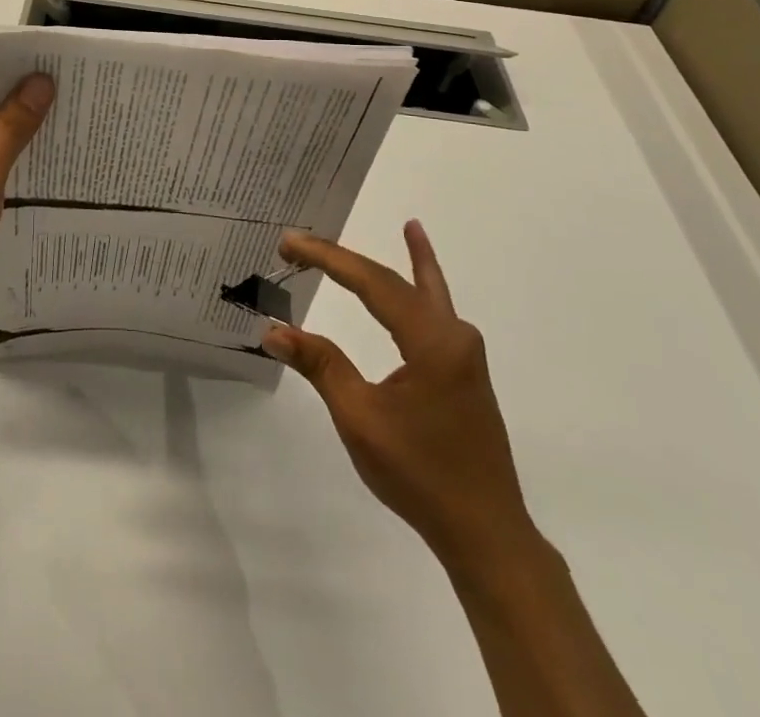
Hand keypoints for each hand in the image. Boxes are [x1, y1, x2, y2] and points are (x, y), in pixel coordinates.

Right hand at [264, 221, 539, 574]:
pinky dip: (427, 283)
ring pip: (425, 291)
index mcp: (432, 341)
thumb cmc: (420, 475)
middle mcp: (454, 335)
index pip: (372, 282)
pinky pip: (437, 311)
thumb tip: (274, 329)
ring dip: (403, 261)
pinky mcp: (463, 369)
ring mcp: (463, 352)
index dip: (327, 258)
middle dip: (346, 260)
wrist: (485, 534)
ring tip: (407, 226)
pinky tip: (425, 272)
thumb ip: (321, 365)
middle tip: (301, 243)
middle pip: (395, 281)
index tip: (290, 243)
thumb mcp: (361, 419)